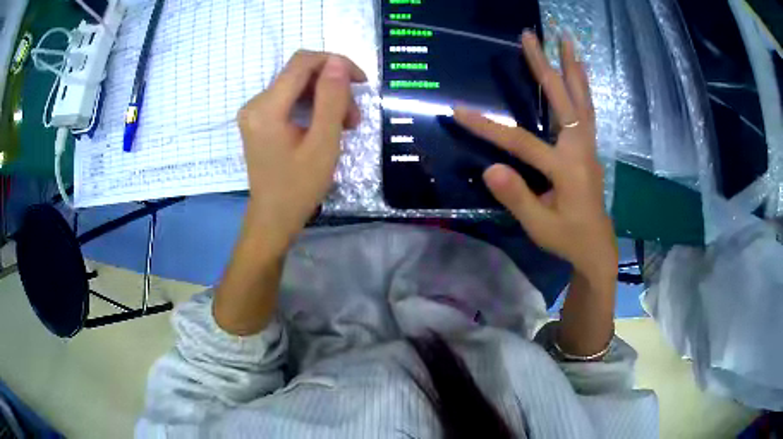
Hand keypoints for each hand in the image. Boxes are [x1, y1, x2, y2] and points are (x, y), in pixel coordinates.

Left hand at [237, 50, 366, 251]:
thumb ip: (331, 99)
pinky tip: (327, 126)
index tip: (360, 81)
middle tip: (354, 117)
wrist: (273, 217)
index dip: (335, 62)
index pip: (302, 62)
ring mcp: (254, 111)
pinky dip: (312, 107)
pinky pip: (289, 100)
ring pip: (297, 87)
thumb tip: (338, 62)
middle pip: (300, 74)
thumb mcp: (323, 143)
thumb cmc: (300, 187)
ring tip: (346, 125)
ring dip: (325, 99)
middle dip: (332, 87)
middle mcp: (255, 103)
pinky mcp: (259, 120)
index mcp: (266, 108)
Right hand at [454, 32, 616, 283]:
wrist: (596, 247)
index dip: (488, 127)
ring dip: (572, 67)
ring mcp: (589, 146)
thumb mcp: (539, 226)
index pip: (521, 141)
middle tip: (531, 36)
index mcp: (566, 169)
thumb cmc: (568, 239)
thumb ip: (517, 197)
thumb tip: (490, 169)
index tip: (458, 111)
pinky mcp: (590, 147)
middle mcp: (581, 149)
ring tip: (566, 39)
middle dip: (544, 66)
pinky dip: (583, 86)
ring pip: (582, 99)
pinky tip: (578, 71)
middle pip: (563, 100)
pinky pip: (588, 109)